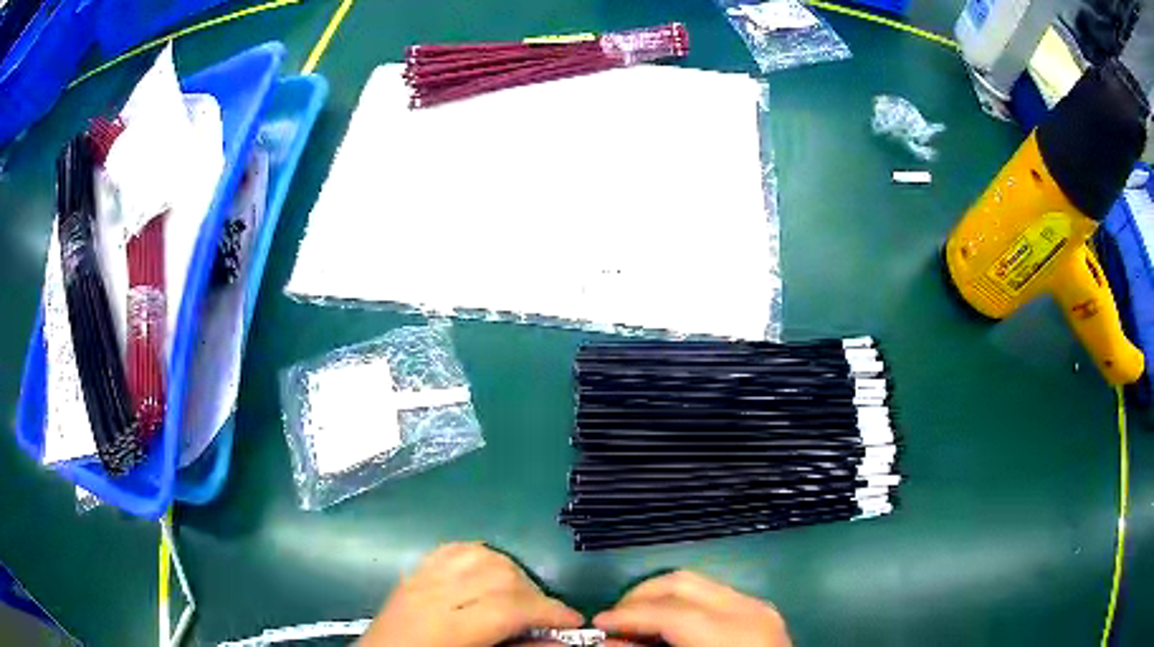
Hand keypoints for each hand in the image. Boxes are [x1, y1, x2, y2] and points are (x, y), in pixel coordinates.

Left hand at [360, 542, 582, 646]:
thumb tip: (561, 641)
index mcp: (445, 629)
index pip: (507, 608)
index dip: (549, 612)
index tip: (575, 622)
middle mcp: (430, 595)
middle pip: (498, 575)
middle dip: (534, 594)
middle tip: (547, 617)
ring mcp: (419, 579)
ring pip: (479, 555)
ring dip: (511, 573)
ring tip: (520, 599)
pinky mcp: (413, 574)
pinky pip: (453, 549)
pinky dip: (482, 557)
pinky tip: (490, 576)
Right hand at [594, 571, 790, 646]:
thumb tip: (608, 641)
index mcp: (731, 634)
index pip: (670, 612)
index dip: (628, 616)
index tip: (596, 623)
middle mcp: (748, 610)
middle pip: (682, 584)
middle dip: (639, 597)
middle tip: (613, 619)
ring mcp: (758, 606)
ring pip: (697, 582)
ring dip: (659, 596)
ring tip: (636, 620)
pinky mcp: (760, 609)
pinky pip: (712, 594)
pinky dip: (682, 602)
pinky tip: (668, 623)